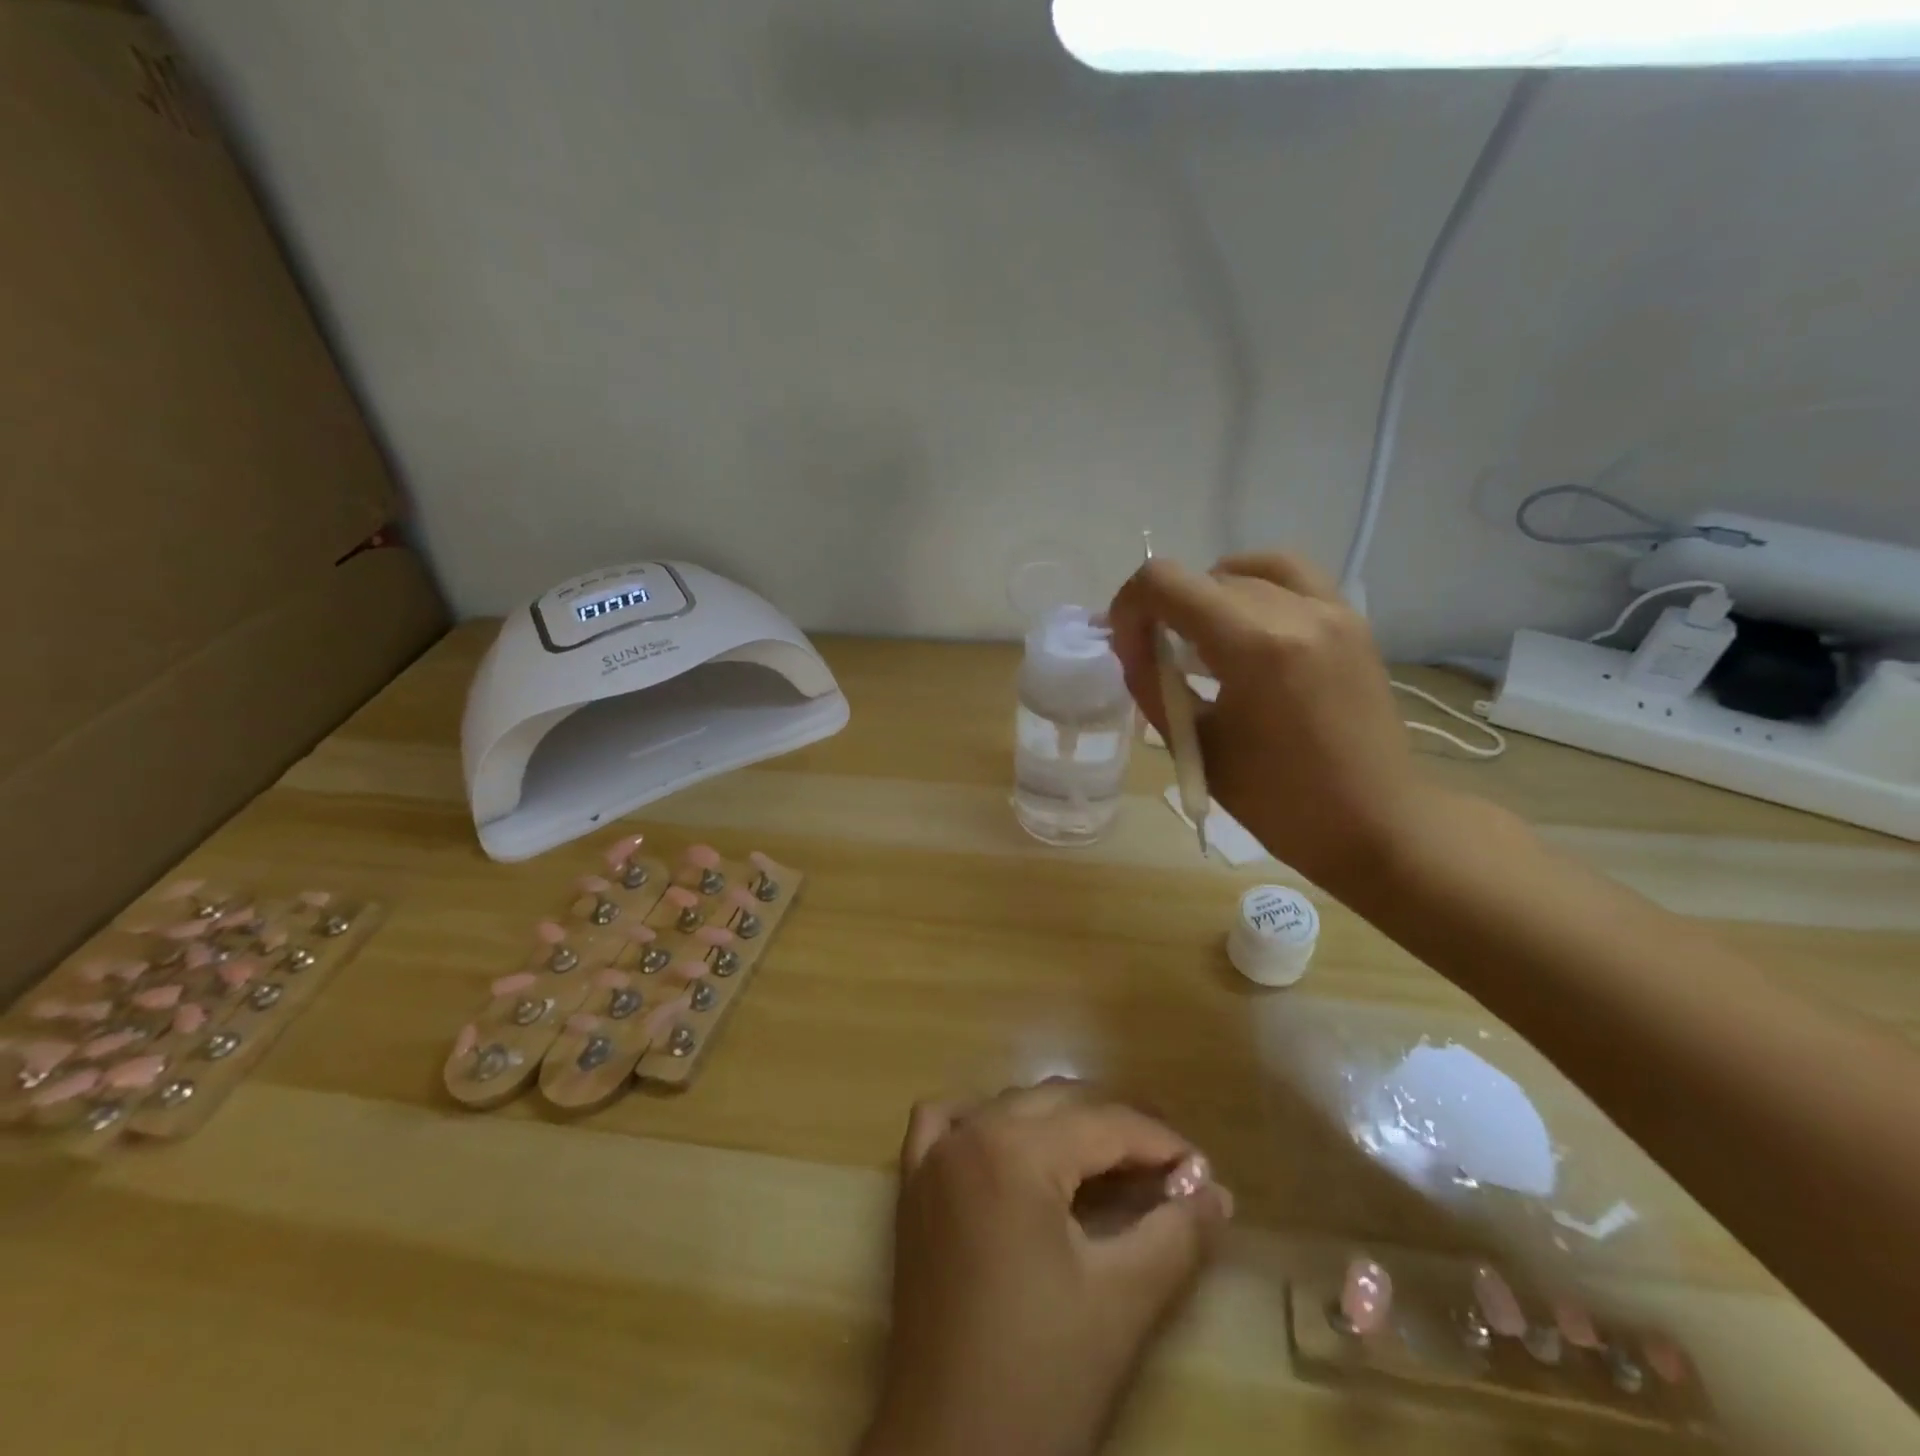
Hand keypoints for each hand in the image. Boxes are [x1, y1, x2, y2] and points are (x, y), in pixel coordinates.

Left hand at [860, 1083, 1232, 1455]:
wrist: (951, 1454)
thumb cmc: (1043, 1377)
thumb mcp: (1123, 1301)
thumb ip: (1176, 1234)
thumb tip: (1217, 1191)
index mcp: (1015, 1150)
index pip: (1105, 1125)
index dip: (1162, 1144)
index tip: (1204, 1173)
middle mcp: (970, 1134)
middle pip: (1059, 1104)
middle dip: (1118, 1128)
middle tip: (1168, 1169)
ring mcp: (933, 1157)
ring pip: (1009, 1107)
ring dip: (1060, 1123)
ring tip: (1108, 1161)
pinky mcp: (911, 1187)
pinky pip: (944, 1122)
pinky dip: (982, 1121)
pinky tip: (1007, 1146)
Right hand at [1106, 551, 1426, 891]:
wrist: (1376, 824)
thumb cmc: (1279, 801)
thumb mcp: (1198, 746)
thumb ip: (1154, 687)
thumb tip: (1130, 648)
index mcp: (1254, 646)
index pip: (1166, 583)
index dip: (1130, 607)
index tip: (1127, 646)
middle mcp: (1296, 611)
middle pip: (1203, 579)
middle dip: (1165, 609)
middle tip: (1157, 658)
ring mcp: (1332, 610)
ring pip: (1246, 572)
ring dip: (1208, 596)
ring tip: (1201, 638)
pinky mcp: (1351, 621)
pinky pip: (1292, 577)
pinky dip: (1254, 588)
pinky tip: (1245, 626)